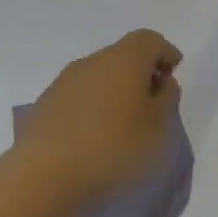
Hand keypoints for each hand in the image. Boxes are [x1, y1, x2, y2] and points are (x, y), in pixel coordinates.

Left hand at [18, 30, 182, 203]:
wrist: (44, 177)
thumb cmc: (113, 147)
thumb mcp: (158, 127)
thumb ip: (166, 100)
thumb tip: (161, 83)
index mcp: (124, 59)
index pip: (149, 40)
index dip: (165, 54)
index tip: (174, 76)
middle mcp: (91, 62)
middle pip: (122, 55)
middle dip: (140, 74)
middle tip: (152, 104)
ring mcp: (63, 82)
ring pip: (98, 76)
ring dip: (115, 92)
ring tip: (124, 125)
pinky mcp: (44, 106)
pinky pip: (79, 97)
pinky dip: (93, 108)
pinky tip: (95, 137)